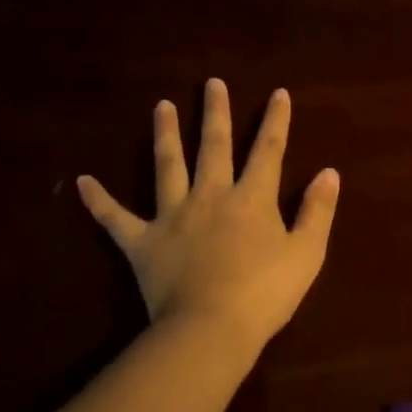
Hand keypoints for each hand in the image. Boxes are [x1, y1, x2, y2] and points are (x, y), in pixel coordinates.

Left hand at [76, 79, 338, 344]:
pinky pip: (115, 218)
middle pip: (214, 147)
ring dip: (165, 135)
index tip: (278, 93)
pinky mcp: (142, 242)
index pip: (268, 151)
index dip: (275, 121)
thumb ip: (317, 210)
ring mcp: (173, 216)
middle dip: (216, 113)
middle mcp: (211, 196)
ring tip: (162, 106)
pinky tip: (82, 181)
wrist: (211, 328)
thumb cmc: (266, 293)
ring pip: (167, 166)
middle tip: (211, 83)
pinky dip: (98, 200)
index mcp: (252, 199)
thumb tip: (329, 172)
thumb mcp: (307, 252)